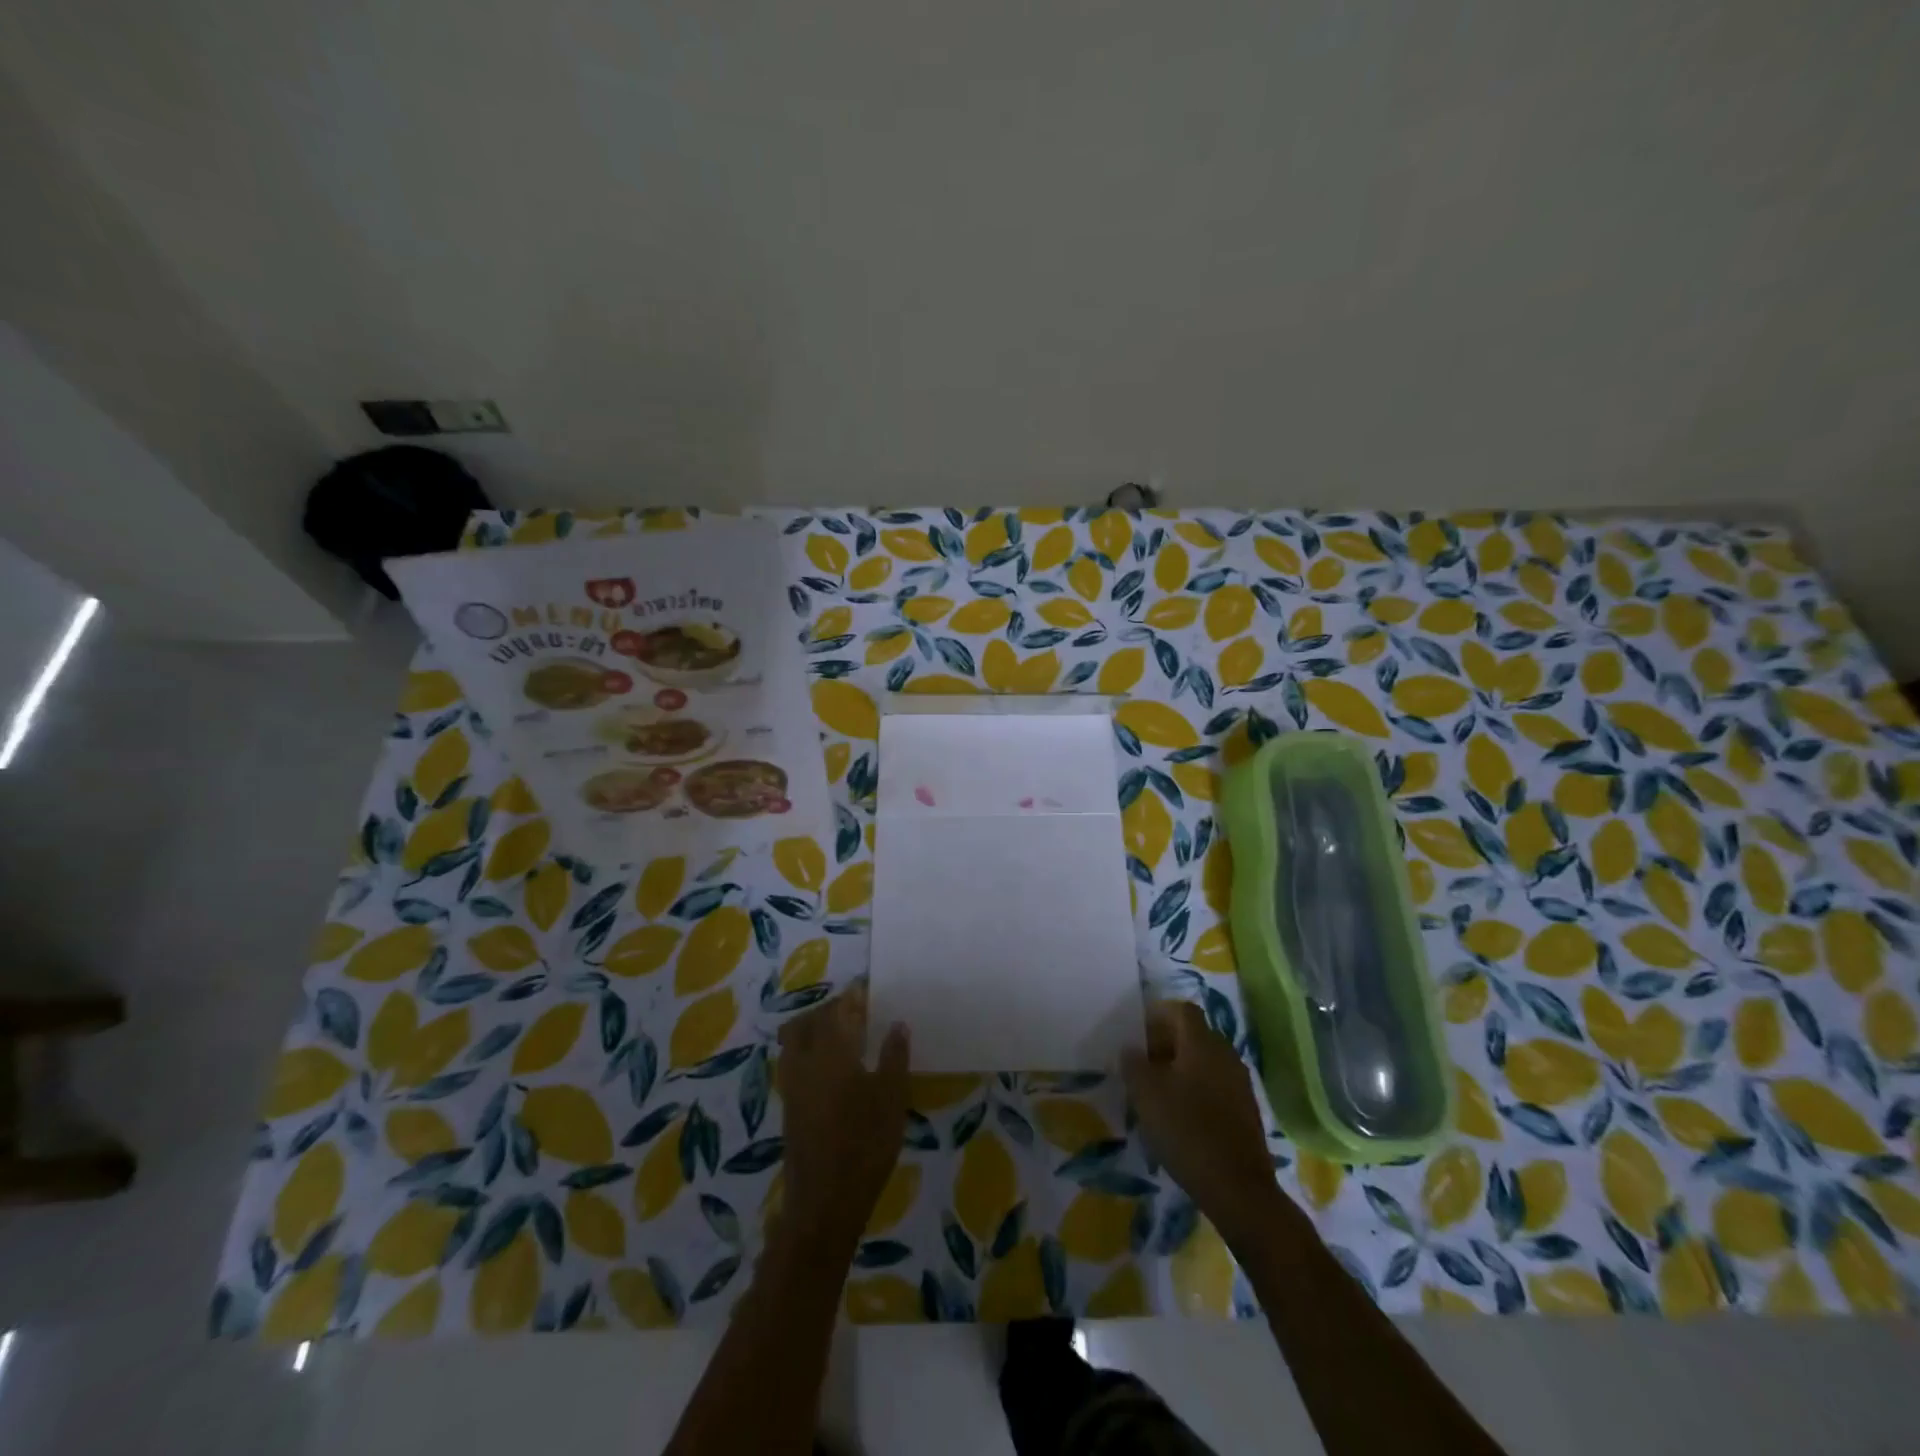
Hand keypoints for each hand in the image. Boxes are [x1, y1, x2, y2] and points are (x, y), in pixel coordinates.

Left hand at [775, 982, 910, 1248]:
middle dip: (829, 1008)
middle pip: (809, 1020)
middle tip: (854, 1010)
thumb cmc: (865, 1145)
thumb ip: (894, 1057)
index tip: (866, 988)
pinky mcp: (789, 1105)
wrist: (825, 1201)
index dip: (852, 996)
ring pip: (794, 1039)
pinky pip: (793, 1060)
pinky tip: (830, 1064)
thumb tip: (897, 1024)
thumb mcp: (892, 1099)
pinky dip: (807, 1049)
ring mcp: (792, 1084)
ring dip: (813, 1027)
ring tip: (840, 1033)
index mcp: (832, 1052)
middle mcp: (805, 1060)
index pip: (839, 1010)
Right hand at [1122, 1000, 1289, 1245]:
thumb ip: (1133, 1064)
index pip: (1181, 1010)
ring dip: (1181, 1068)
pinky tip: (1181, 1115)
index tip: (1137, 1035)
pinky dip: (1197, 1090)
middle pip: (1194, 1034)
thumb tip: (1131, 1049)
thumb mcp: (1146, 1094)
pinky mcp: (1246, 1110)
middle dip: (1167, 1043)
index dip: (1158, 1016)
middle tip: (1142, 1064)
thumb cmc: (1187, 1130)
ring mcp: (1240, 1082)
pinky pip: (1216, 1085)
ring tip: (1158, 1092)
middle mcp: (1225, 1054)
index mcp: (1202, 1042)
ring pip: (1205, 1061)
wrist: (1238, 1188)